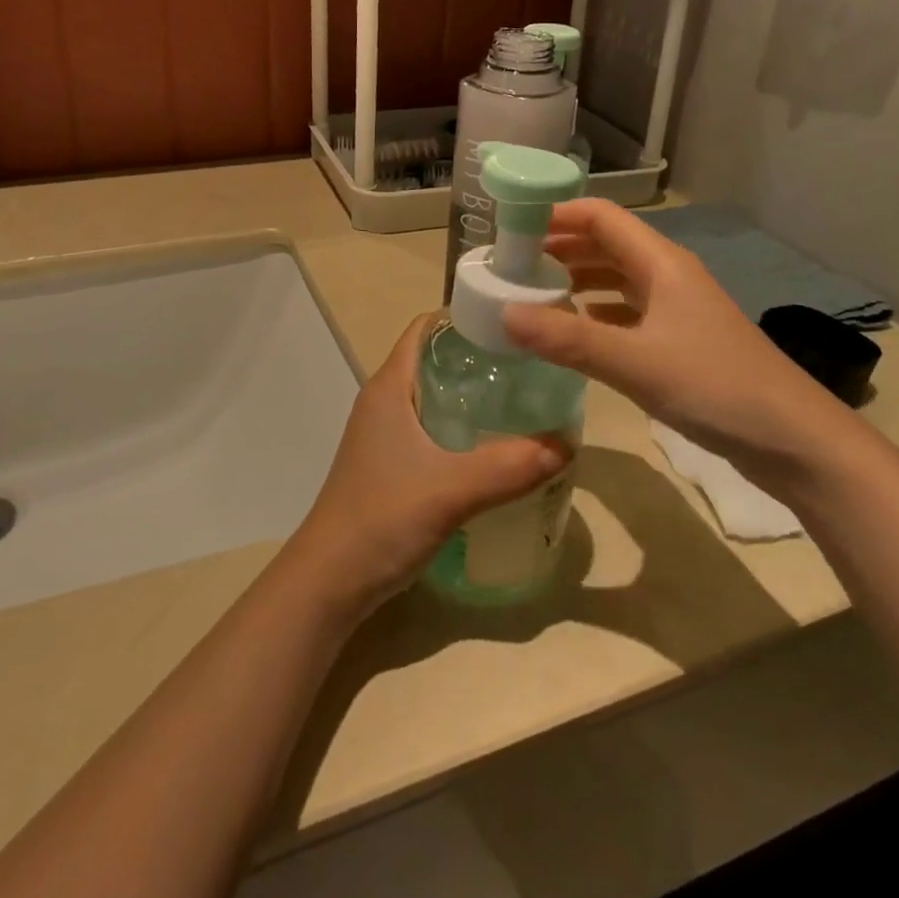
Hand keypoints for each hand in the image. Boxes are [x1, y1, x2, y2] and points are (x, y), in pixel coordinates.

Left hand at [285, 315, 568, 617]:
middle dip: (480, 358)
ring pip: (434, 396)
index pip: (426, 327)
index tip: (514, 325)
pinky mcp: (390, 463)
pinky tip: (495, 447)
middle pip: (435, 359)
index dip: (466, 317)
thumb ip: (510, 466)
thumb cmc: (382, 519)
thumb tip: (568, 443)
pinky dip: (463, 427)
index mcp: (389, 386)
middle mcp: (384, 400)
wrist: (330, 581)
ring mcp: (384, 433)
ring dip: (473, 395)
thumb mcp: (452, 490)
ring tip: (523, 402)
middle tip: (532, 366)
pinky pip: (432, 428)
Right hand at [503, 200, 857, 494]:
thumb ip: (567, 338)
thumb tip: (504, 314)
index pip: (600, 216)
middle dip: (559, 247)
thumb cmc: (715, 386)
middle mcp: (668, 275)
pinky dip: (596, 311)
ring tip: (532, 293)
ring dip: (576, 278)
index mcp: (661, 263)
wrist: (794, 440)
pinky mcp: (681, 340)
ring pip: (617, 278)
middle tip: (511, 265)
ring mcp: (677, 308)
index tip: (512, 229)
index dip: (556, 214)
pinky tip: (574, 328)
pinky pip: (628, 311)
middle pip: (606, 244)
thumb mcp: (634, 362)